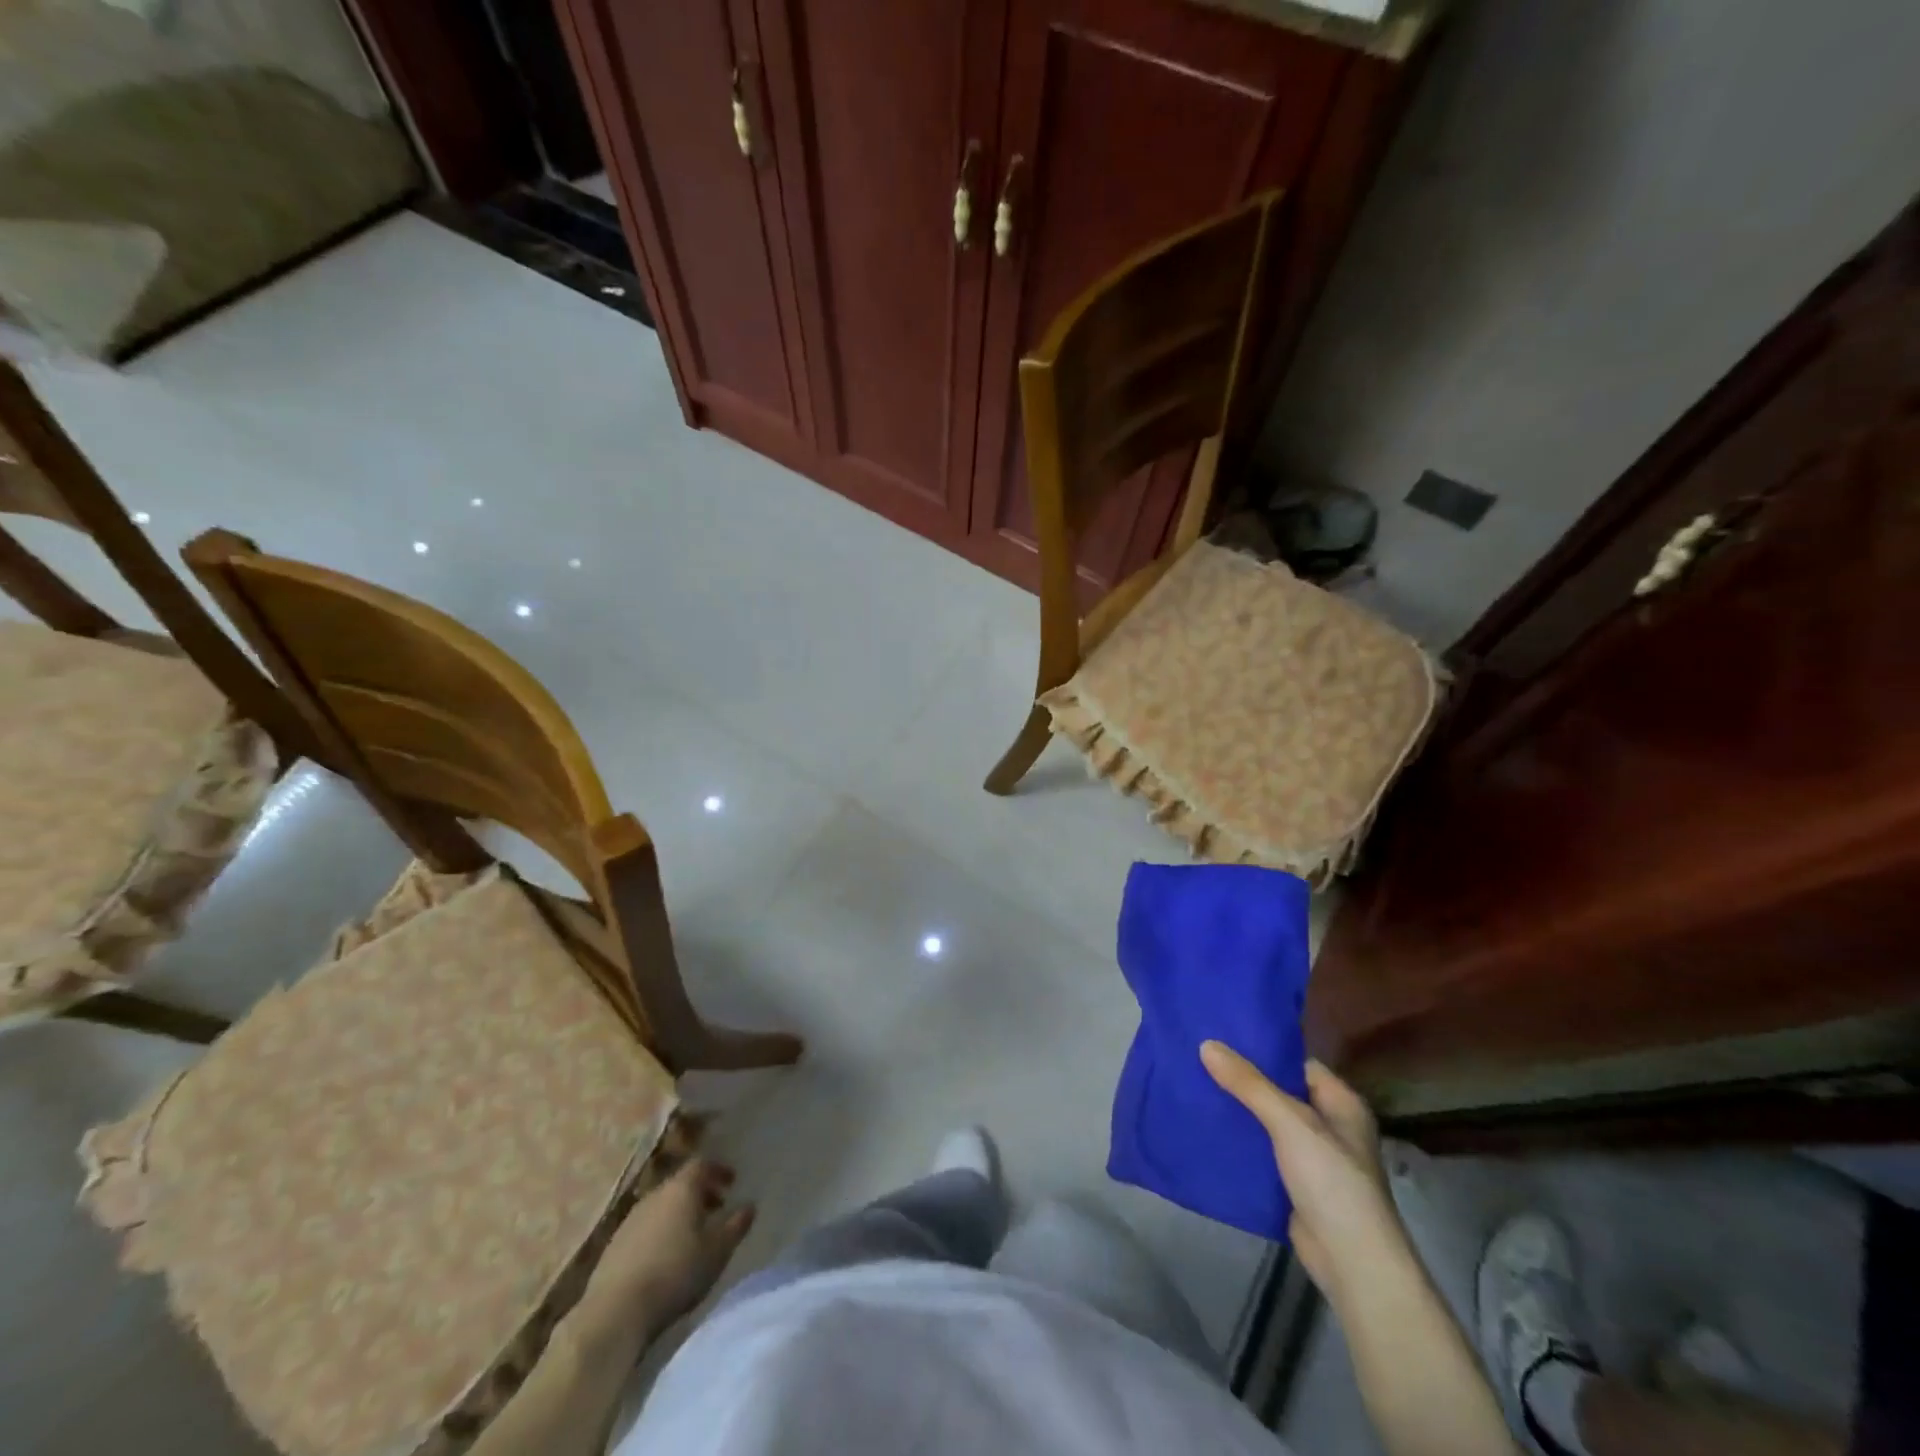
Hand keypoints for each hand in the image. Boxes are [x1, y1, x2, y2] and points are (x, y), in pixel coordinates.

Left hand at [576, 1159, 756, 1346]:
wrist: (615, 1312)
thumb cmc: (675, 1273)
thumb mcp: (717, 1251)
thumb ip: (736, 1225)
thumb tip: (750, 1205)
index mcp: (681, 1189)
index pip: (702, 1165)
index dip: (718, 1170)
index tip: (732, 1183)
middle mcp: (654, 1195)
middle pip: (680, 1184)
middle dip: (700, 1193)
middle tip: (716, 1209)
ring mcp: (630, 1220)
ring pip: (661, 1206)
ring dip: (679, 1214)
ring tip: (692, 1235)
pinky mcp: (614, 1245)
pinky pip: (645, 1227)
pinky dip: (660, 1231)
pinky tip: (665, 1256)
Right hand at [1200, 1042, 1405, 1299]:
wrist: (1352, 1264)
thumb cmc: (1332, 1181)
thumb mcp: (1290, 1123)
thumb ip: (1249, 1084)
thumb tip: (1206, 1044)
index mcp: (1340, 1103)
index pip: (1295, 1063)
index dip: (1260, 1050)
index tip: (1220, 1037)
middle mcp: (1329, 1125)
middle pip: (1278, 1091)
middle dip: (1241, 1080)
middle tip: (1197, 1058)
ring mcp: (1312, 1157)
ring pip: (1266, 1122)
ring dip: (1236, 1110)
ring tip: (1193, 1086)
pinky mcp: (1293, 1184)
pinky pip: (1260, 1151)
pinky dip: (1238, 1141)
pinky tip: (1206, 1128)